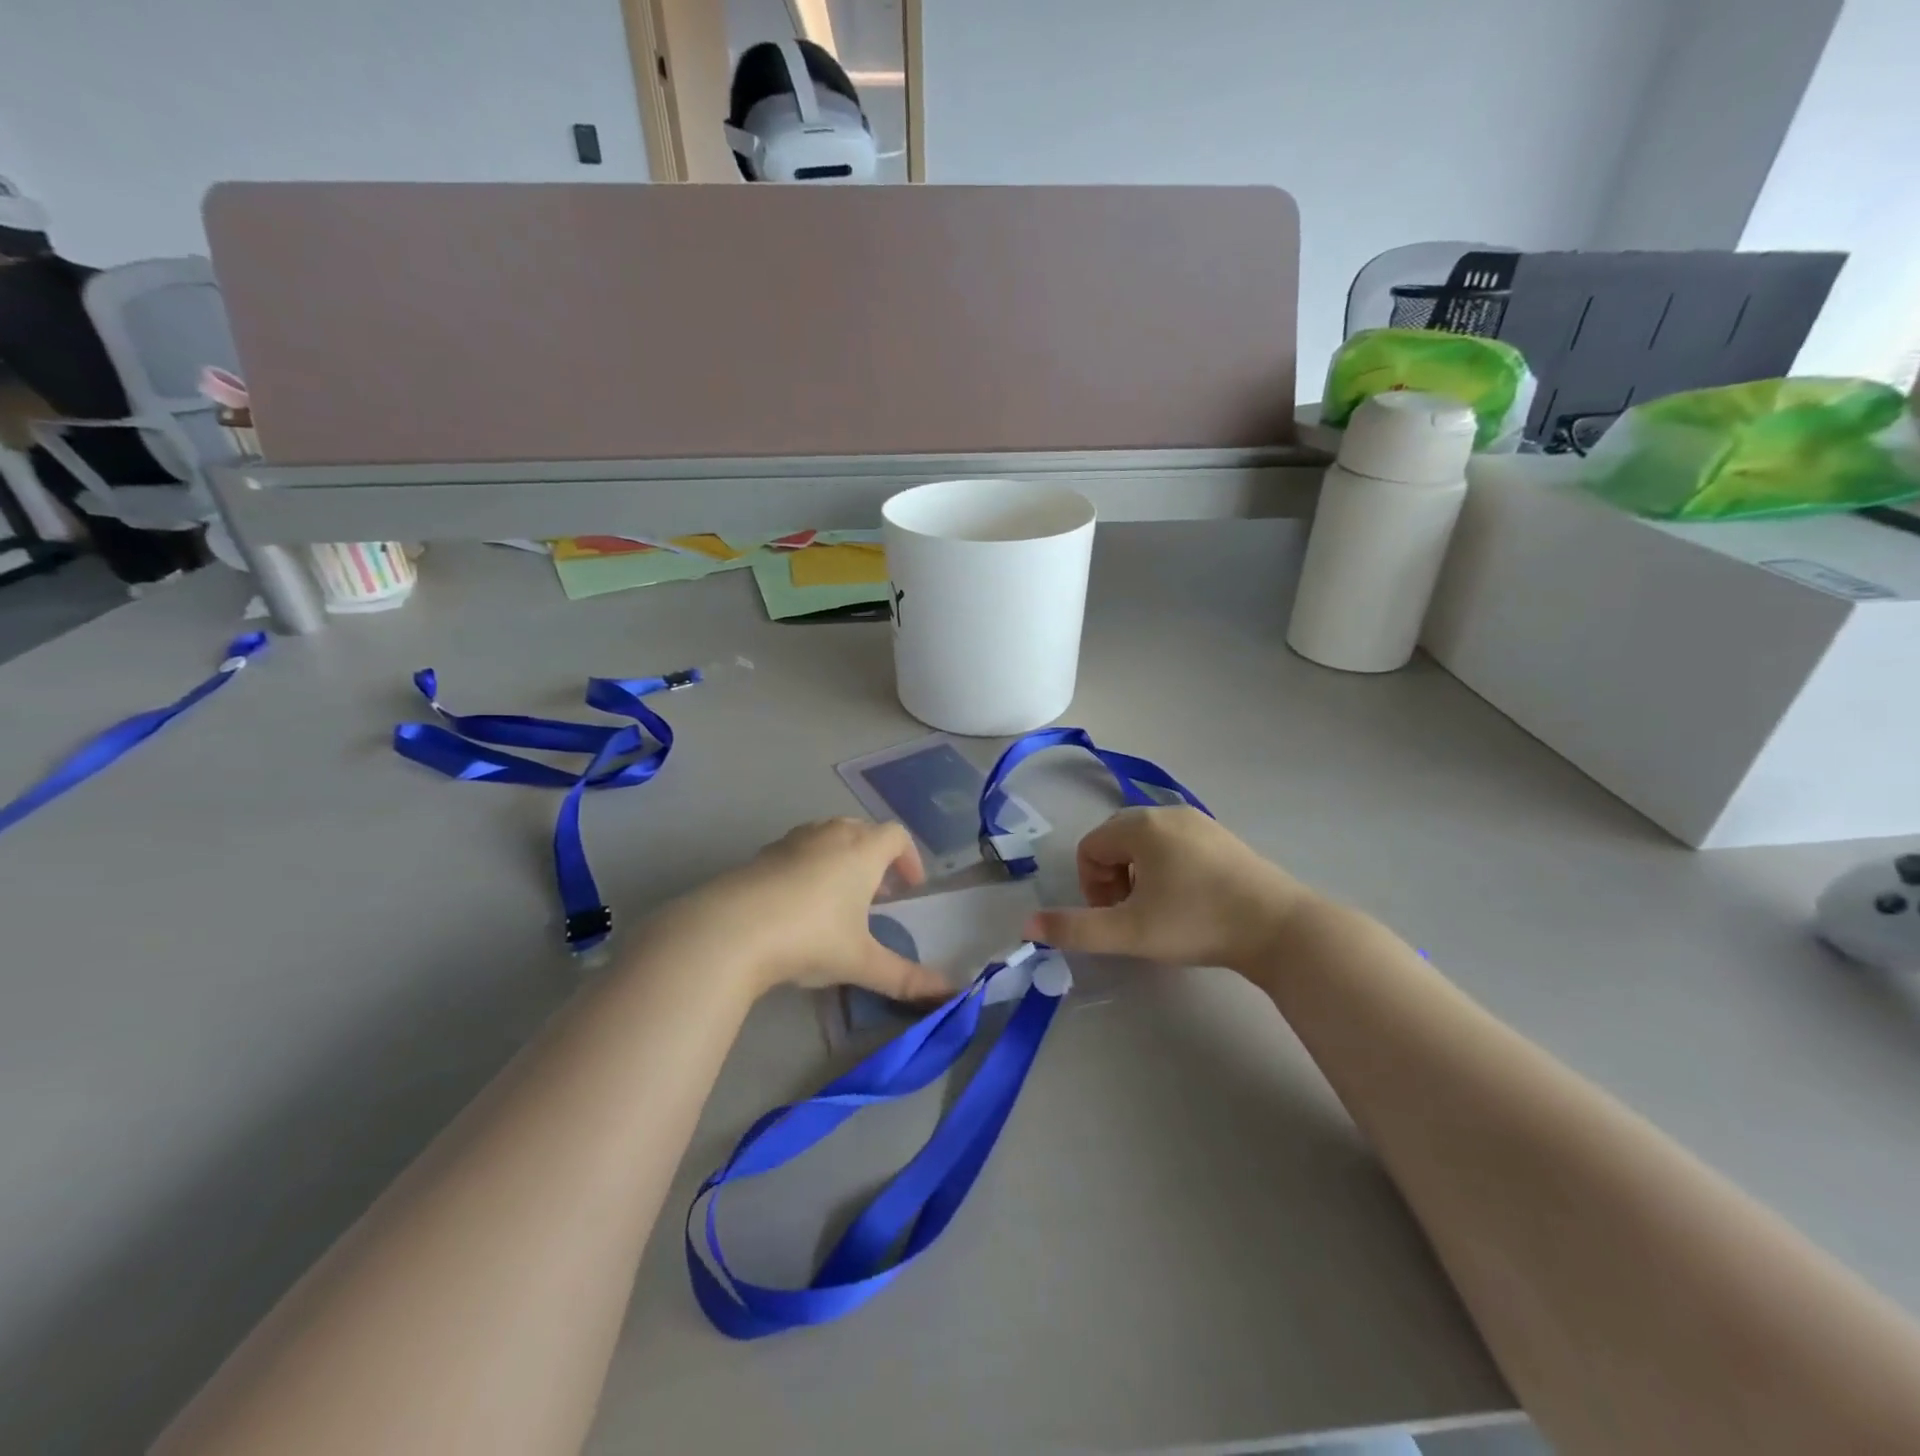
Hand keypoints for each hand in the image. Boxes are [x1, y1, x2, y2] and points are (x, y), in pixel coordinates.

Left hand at [647, 818, 953, 1001]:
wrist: (730, 930)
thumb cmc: (810, 938)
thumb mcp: (861, 962)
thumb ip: (906, 978)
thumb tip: (951, 995)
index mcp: (862, 850)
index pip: (896, 835)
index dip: (909, 857)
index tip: (910, 887)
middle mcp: (830, 835)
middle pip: (863, 829)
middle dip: (876, 856)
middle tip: (877, 894)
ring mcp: (793, 841)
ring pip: (828, 835)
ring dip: (842, 857)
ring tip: (838, 897)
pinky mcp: (762, 854)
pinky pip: (798, 849)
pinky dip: (809, 864)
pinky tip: (798, 903)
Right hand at [1024, 806, 1318, 971]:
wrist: (1279, 927)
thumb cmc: (1196, 923)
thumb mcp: (1129, 932)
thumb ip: (1075, 929)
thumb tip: (1026, 927)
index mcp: (1139, 826)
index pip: (1089, 848)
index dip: (1091, 886)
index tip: (1114, 918)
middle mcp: (1166, 813)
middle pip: (1115, 842)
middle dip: (1112, 880)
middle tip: (1133, 916)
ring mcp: (1199, 822)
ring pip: (1146, 844)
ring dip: (1138, 876)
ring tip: (1160, 912)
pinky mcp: (1222, 837)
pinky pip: (1175, 845)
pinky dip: (1167, 869)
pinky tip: (1190, 901)